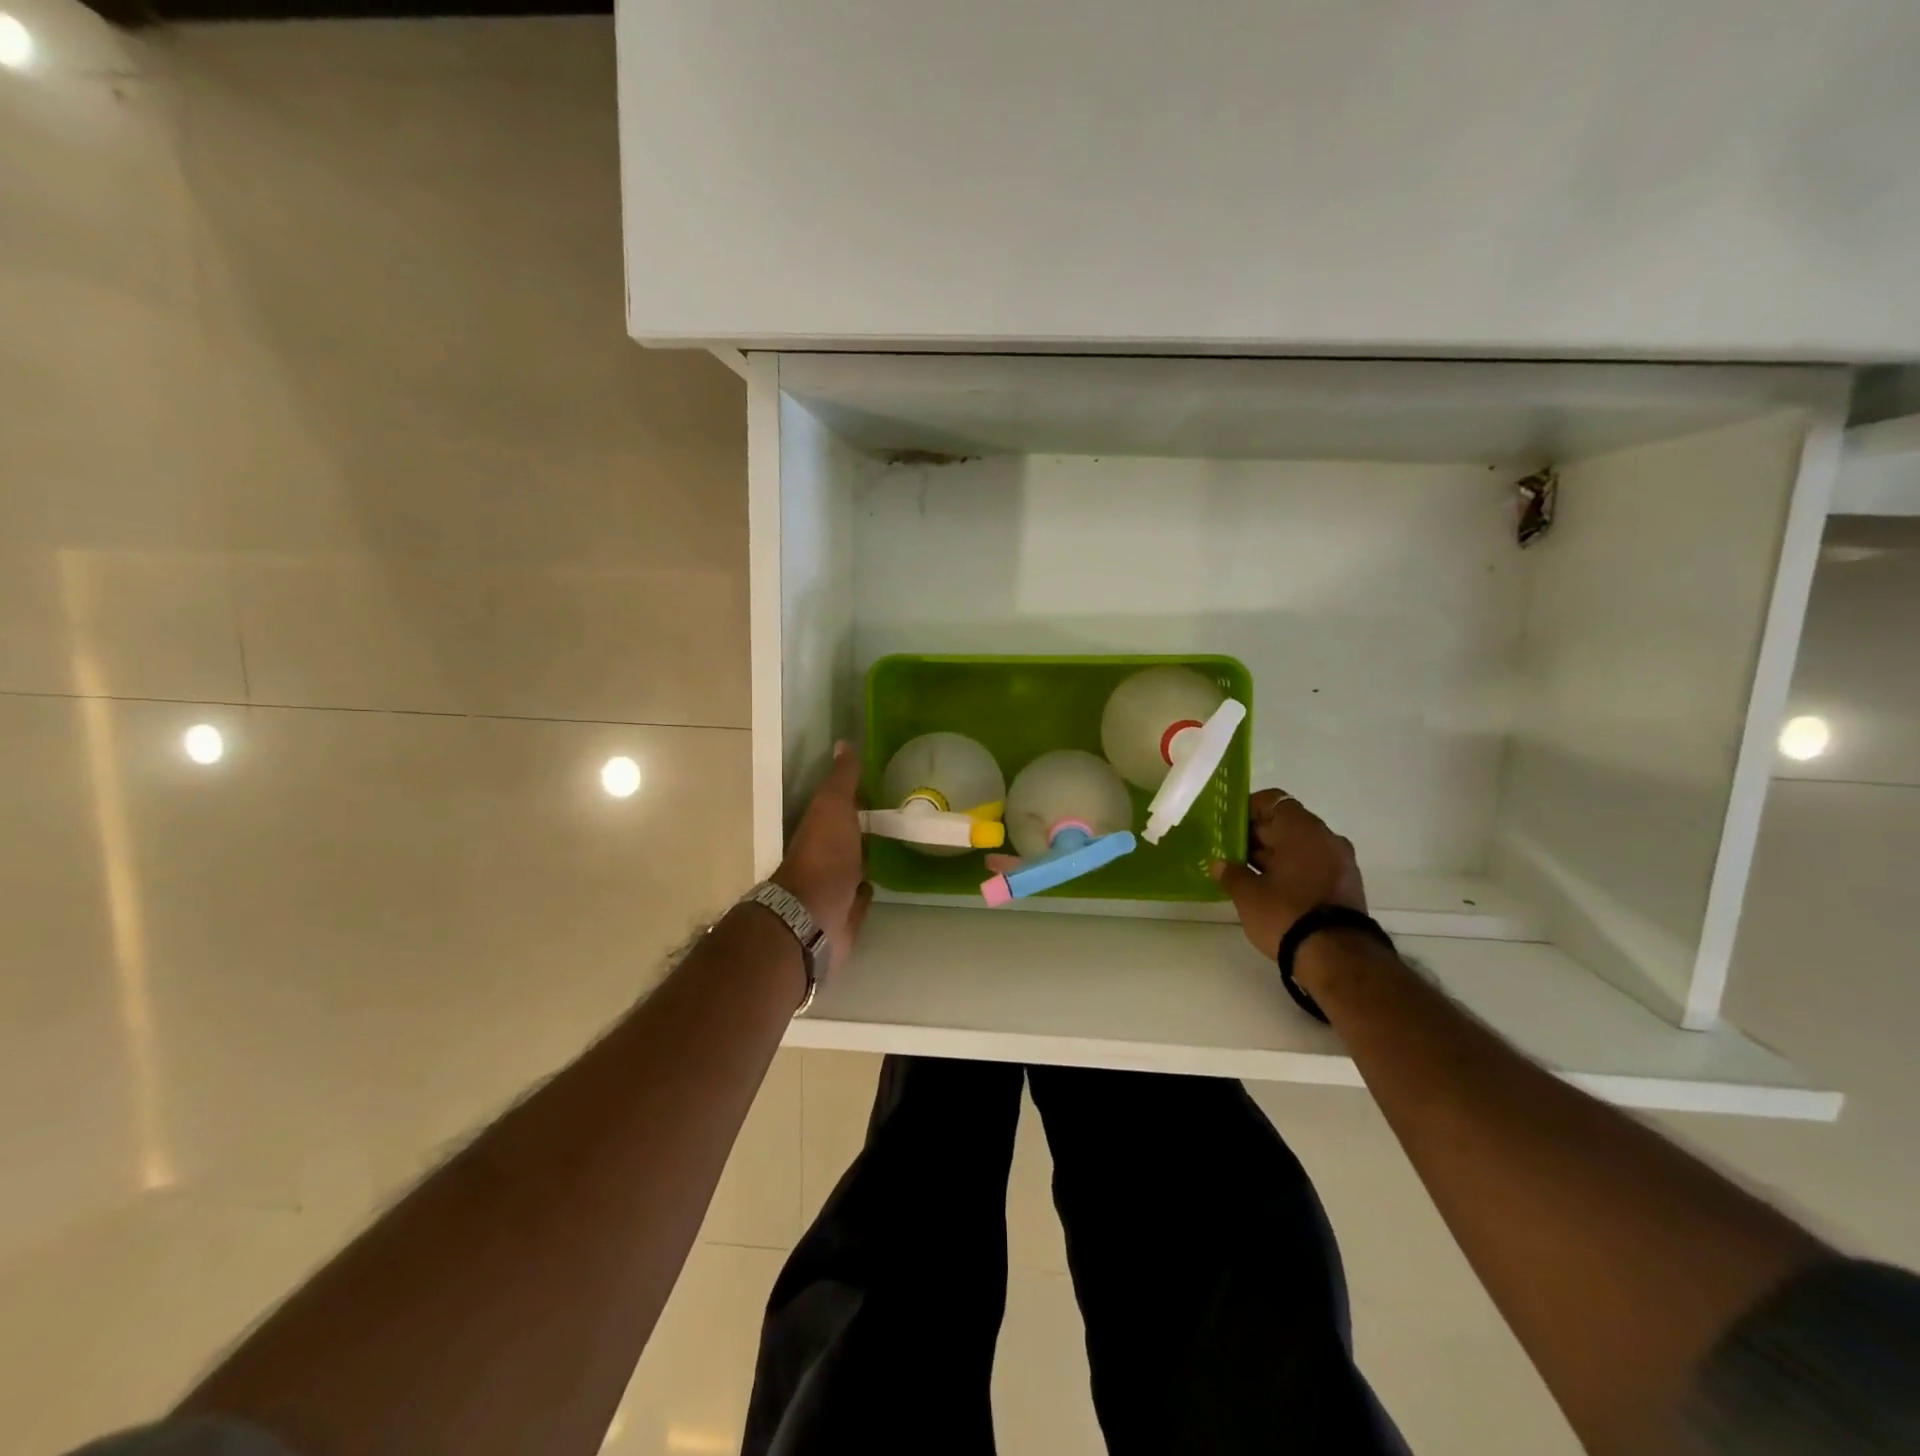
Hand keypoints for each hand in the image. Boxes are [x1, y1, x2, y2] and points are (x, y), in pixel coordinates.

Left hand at [772, 742, 872, 973]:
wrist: (814, 916)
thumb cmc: (824, 856)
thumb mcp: (833, 807)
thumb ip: (841, 779)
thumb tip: (844, 742)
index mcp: (820, 828)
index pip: (840, 806)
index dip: (857, 796)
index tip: (881, 785)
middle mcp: (825, 856)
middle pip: (847, 837)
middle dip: (864, 827)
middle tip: (895, 815)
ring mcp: (834, 887)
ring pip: (854, 866)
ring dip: (867, 857)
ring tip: (894, 845)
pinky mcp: (847, 914)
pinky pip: (860, 898)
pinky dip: (867, 889)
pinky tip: (879, 882)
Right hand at [1211, 788, 1366, 958]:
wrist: (1338, 958)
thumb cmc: (1286, 914)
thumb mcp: (1248, 894)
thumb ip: (1231, 873)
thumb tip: (1219, 864)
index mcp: (1302, 829)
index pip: (1272, 801)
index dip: (1247, 809)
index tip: (1227, 826)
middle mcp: (1326, 837)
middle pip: (1286, 824)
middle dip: (1257, 835)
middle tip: (1230, 851)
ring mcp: (1340, 862)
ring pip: (1299, 846)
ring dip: (1274, 855)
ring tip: (1245, 872)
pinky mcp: (1345, 885)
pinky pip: (1312, 865)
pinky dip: (1292, 870)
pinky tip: (1269, 887)